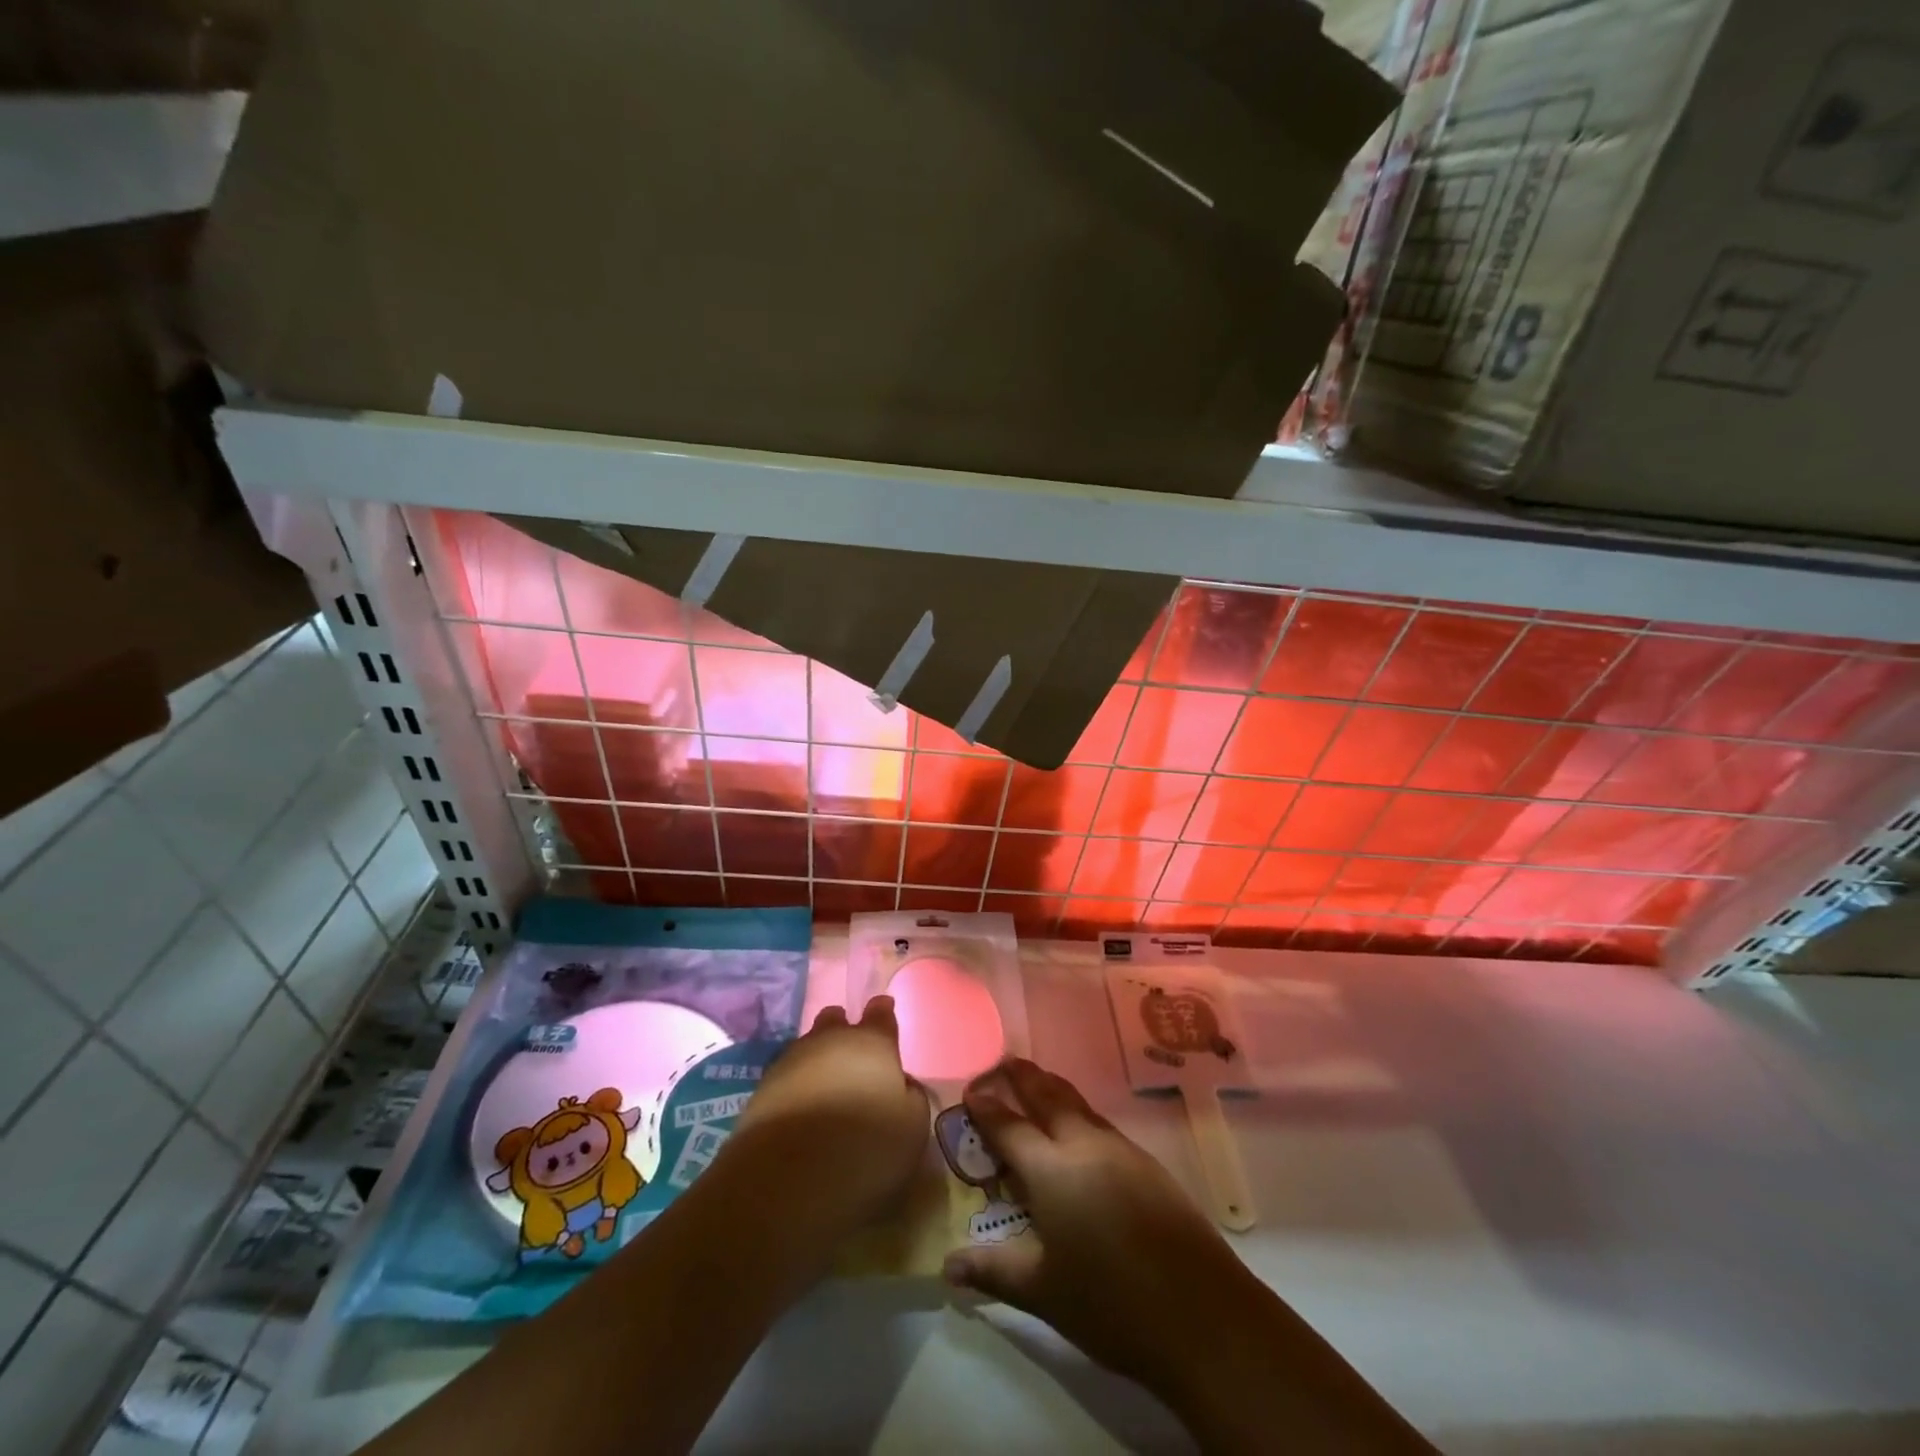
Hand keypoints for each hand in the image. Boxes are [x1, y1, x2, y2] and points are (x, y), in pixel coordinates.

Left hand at [731, 995, 929, 1233]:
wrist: (786, 1178)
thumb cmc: (864, 1146)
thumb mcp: (912, 1128)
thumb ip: (911, 1097)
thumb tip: (901, 1085)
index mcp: (872, 1043)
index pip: (881, 1013)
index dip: (883, 1012)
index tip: (884, 1009)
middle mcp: (830, 1040)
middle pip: (837, 1020)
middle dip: (844, 1028)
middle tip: (853, 1052)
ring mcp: (791, 1060)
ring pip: (808, 1046)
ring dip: (818, 1059)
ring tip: (827, 1084)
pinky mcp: (762, 1089)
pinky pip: (787, 1076)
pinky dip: (797, 1086)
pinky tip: (802, 1108)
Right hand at [940, 1059, 1262, 1393]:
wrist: (1202, 1314)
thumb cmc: (1109, 1303)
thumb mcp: (1042, 1291)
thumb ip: (993, 1270)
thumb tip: (948, 1265)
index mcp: (1050, 1169)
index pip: (1009, 1127)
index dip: (986, 1108)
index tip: (970, 1091)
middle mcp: (1083, 1145)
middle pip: (1047, 1096)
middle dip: (1023, 1077)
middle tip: (1004, 1062)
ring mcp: (1120, 1150)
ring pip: (1078, 1105)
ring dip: (1053, 1089)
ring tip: (1037, 1084)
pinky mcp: (1147, 1164)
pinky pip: (1101, 1124)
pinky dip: (1079, 1114)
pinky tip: (1080, 1133)